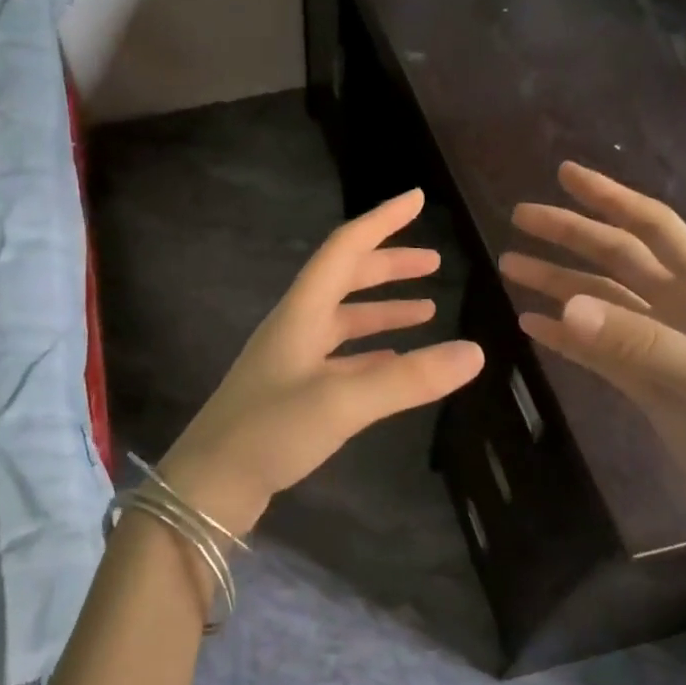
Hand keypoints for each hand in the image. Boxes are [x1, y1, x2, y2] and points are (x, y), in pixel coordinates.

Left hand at [159, 189, 484, 534]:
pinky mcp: (292, 394)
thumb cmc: (269, 432)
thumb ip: (408, 379)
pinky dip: (371, 352)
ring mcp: (291, 362)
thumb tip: (476, 352)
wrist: (209, 485)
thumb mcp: (342, 402)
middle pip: (344, 280)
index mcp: (300, 314)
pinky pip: (340, 359)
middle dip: (388, 266)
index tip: (417, 199)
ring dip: (383, 310)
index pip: (344, 249)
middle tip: (433, 263)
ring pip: (344, 321)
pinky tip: (394, 362)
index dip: (382, 221)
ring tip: (427, 310)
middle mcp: (295, 328)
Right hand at [499, 162, 685, 536]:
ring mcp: (658, 344)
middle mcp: (679, 307)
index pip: (651, 227)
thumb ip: (637, 341)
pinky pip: (595, 347)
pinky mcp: (643, 381)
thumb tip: (562, 306)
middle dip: (568, 234)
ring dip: (557, 282)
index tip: (564, 174)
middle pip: (615, 257)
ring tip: (510, 267)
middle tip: (518, 218)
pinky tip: (532, 325)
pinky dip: (564, 334)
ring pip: (599, 300)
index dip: (608, 198)